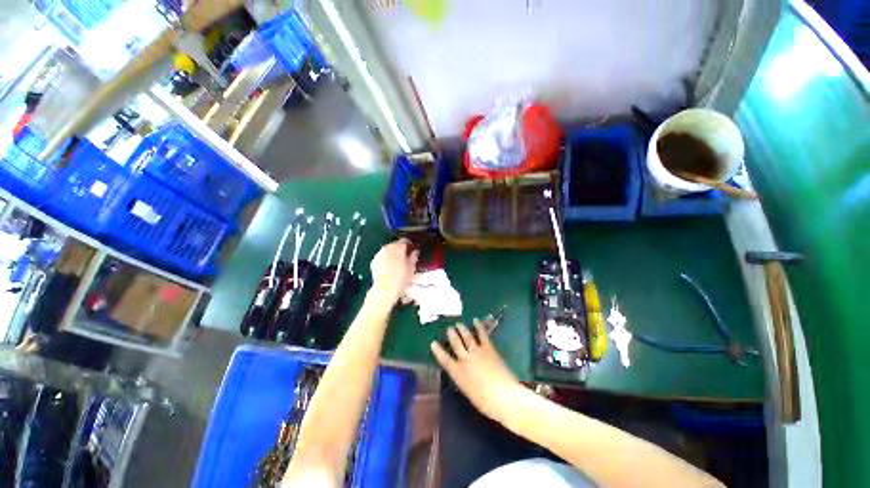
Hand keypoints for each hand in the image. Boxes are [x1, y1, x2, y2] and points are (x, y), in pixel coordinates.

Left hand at [369, 238, 418, 302]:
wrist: (384, 289)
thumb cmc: (401, 279)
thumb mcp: (411, 268)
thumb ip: (413, 257)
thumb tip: (415, 251)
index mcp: (398, 248)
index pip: (404, 240)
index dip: (409, 243)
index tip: (412, 248)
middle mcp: (387, 248)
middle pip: (395, 244)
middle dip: (400, 248)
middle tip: (405, 255)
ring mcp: (379, 254)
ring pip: (387, 249)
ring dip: (392, 253)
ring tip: (397, 261)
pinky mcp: (374, 261)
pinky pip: (381, 256)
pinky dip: (386, 258)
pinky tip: (389, 266)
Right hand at [431, 320, 521, 421]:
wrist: (504, 396)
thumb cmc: (485, 402)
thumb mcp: (468, 391)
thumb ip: (463, 379)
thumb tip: (461, 372)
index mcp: (457, 373)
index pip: (444, 359)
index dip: (438, 351)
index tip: (433, 343)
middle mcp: (465, 359)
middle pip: (455, 343)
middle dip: (451, 334)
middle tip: (449, 328)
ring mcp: (476, 352)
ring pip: (466, 336)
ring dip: (462, 329)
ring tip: (458, 323)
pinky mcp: (488, 348)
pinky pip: (482, 335)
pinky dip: (478, 327)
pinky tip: (476, 320)